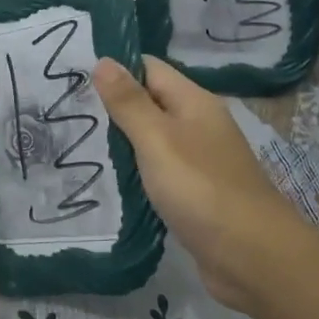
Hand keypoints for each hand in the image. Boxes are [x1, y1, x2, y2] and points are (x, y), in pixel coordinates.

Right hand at [94, 55, 316, 315]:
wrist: (252, 257)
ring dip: (122, 142)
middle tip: (66, 112)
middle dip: (113, 107)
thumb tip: (103, 60)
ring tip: (75, 144)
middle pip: (151, 103)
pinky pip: (159, 172)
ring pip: (153, 140)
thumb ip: (129, 102)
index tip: (72, 77)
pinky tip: (108, 181)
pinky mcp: (195, 193)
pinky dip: (136, 173)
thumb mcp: (158, 139)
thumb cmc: (201, 189)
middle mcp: (199, 124)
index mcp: (194, 102)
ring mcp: (199, 161)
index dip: (114, 69)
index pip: (149, 68)